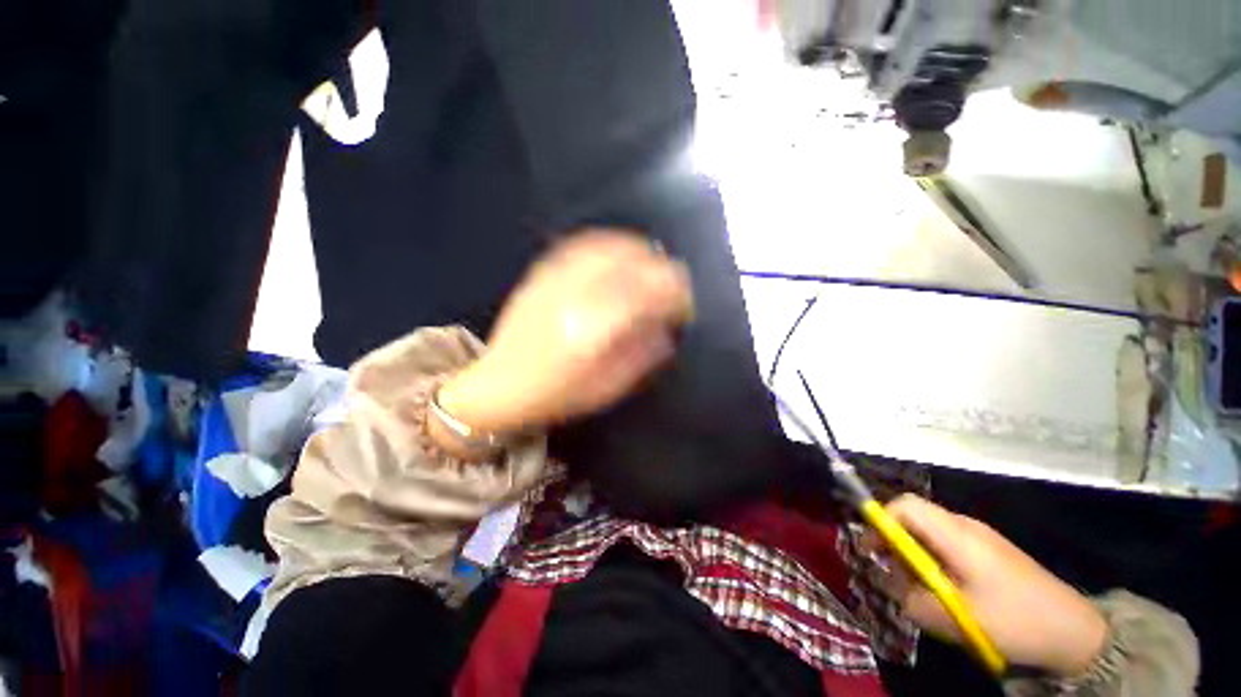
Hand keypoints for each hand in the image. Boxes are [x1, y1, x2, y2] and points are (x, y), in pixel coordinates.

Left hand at [438, 229, 693, 433]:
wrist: (498, 386)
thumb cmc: (556, 395)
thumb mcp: (607, 387)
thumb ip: (642, 355)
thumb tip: (667, 328)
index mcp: (593, 328)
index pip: (647, 293)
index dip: (676, 293)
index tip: (686, 304)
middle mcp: (574, 295)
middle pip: (631, 263)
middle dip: (663, 270)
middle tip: (674, 285)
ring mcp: (555, 279)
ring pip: (609, 247)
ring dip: (639, 252)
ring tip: (653, 265)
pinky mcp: (542, 273)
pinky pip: (583, 245)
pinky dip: (610, 244)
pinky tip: (620, 253)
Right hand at [877, 495, 1107, 676]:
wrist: (1075, 632)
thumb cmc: (1014, 620)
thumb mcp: (955, 618)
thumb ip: (912, 599)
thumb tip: (892, 585)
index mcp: (957, 534)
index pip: (905, 506)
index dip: (880, 521)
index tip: (871, 550)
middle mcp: (966, 527)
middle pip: (914, 519)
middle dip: (895, 545)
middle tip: (893, 577)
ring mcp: (981, 539)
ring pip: (929, 536)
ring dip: (915, 559)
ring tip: (921, 592)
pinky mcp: (990, 553)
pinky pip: (948, 548)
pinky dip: (935, 565)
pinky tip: (946, 593)